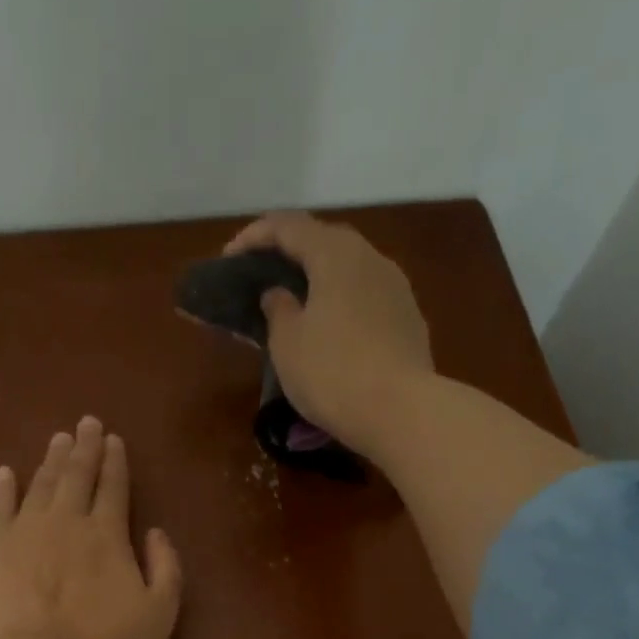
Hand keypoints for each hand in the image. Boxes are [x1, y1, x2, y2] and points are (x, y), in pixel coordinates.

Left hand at [0, 417, 182, 638]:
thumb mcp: (161, 614)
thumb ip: (166, 568)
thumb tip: (156, 532)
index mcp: (108, 535)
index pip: (113, 487)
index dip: (115, 462)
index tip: (113, 439)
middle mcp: (66, 522)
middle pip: (76, 476)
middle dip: (83, 448)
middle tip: (85, 423)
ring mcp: (24, 532)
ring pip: (40, 485)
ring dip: (50, 460)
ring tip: (57, 439)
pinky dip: (3, 488)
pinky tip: (6, 473)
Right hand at [224, 211, 434, 457]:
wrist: (401, 412)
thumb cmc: (332, 373)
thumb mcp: (286, 343)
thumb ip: (277, 309)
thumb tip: (279, 293)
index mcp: (335, 254)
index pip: (288, 226)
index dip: (254, 236)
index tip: (228, 260)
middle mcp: (371, 258)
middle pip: (324, 241)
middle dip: (290, 254)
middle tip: (262, 278)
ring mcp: (396, 288)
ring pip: (349, 270)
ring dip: (319, 280)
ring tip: (296, 306)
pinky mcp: (409, 319)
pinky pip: (366, 298)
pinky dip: (341, 304)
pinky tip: (330, 330)